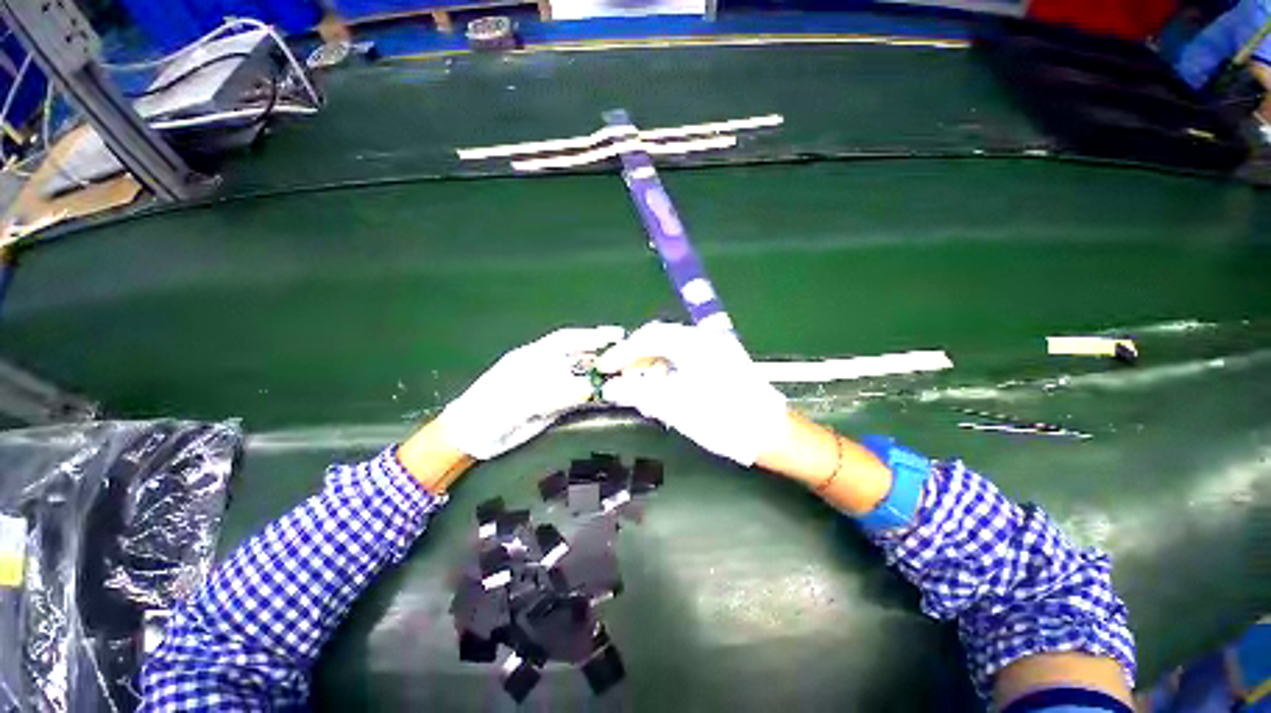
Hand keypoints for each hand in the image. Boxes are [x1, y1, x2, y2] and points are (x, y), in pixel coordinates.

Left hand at [438, 326, 623, 458]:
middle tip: (628, 358)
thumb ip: (551, 395)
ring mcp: (550, 388)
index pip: (566, 341)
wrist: (470, 437)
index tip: (615, 336)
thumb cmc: (487, 412)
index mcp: (532, 357)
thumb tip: (588, 389)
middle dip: (603, 355)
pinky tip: (606, 397)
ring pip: (581, 377)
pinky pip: (577, 399)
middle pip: (579, 357)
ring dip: (601, 376)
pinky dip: (593, 397)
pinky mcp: (553, 407)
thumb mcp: (516, 402)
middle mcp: (544, 369)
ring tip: (624, 377)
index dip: (590, 336)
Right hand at [597, 322, 786, 465]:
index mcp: (694, 343)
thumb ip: (640, 393)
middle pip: (660, 340)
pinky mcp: (721, 364)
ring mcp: (715, 350)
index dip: (622, 351)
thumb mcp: (676, 407)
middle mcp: (705, 339)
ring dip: (652, 366)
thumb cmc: (724, 419)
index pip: (648, 337)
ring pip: (672, 351)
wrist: (772, 434)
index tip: (604, 367)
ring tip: (639, 389)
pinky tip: (663, 391)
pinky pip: (685, 361)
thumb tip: (610, 387)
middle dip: (636, 358)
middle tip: (620, 378)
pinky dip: (668, 373)